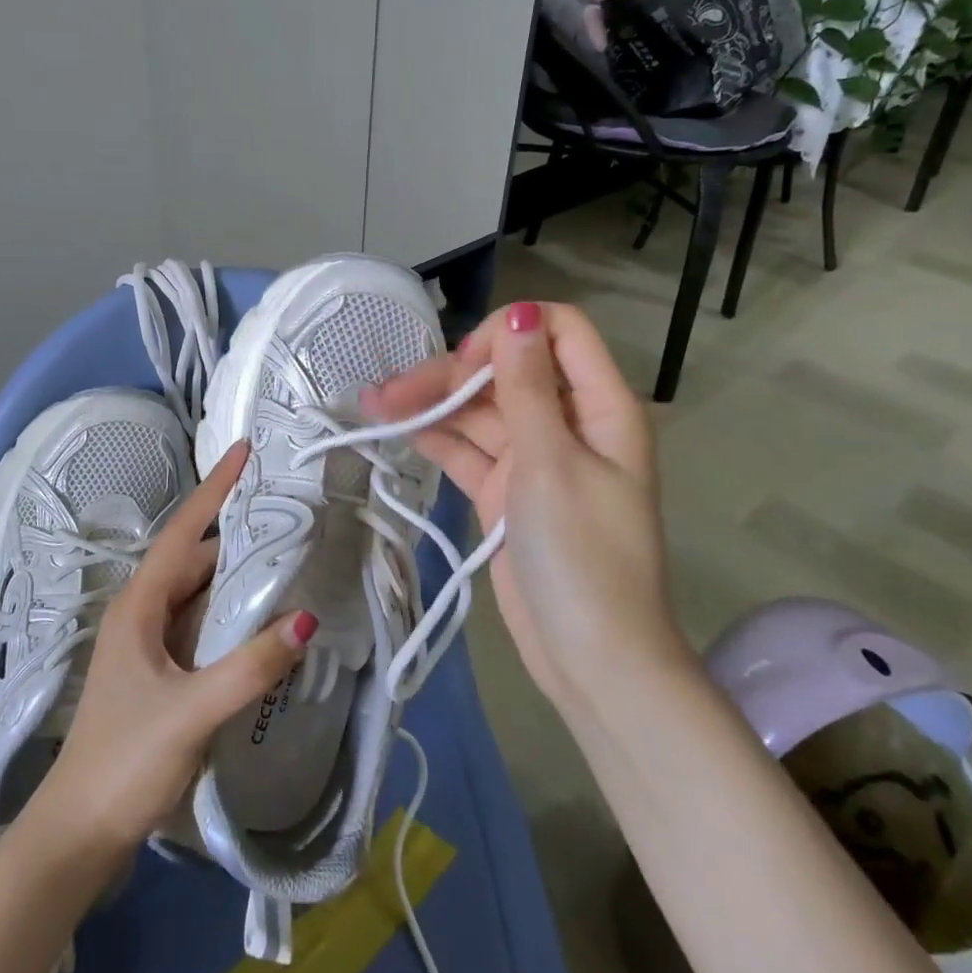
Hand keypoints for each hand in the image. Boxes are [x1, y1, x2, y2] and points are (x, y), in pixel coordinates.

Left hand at [29, 441, 315, 860]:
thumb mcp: (192, 712)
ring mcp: (150, 644)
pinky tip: (263, 621)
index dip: (215, 489)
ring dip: (237, 576)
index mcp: (140, 605)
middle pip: (196, 558)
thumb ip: (249, 666)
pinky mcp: (161, 673)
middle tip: (288, 513)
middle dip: (237, 533)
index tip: (244, 450)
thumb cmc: (124, 761)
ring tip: (287, 557)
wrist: (77, 835)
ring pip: (200, 593)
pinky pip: (202, 625)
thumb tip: (305, 619)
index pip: (184, 531)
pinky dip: (232, 614)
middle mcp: (143, 613)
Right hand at [364, 301, 684, 714]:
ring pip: (478, 411)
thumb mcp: (552, 464)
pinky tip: (393, 428)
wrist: (590, 661)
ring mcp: (533, 458)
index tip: (466, 363)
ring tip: (372, 404)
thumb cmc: (583, 557)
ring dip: (430, 404)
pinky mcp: (505, 490)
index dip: (510, 333)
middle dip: (450, 375)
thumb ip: (528, 386)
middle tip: (391, 392)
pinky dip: (434, 438)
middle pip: (505, 372)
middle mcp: (566, 422)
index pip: (558, 332)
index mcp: (599, 406)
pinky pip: (467, 450)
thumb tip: (521, 312)